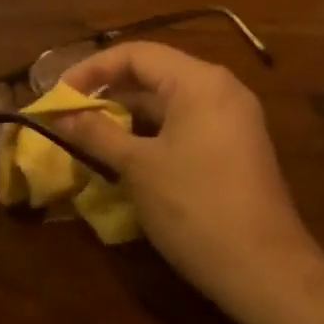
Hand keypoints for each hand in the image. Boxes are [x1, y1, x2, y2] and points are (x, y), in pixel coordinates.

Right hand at [58, 43, 322, 310]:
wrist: (265, 269)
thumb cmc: (195, 207)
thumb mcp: (139, 168)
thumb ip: (97, 134)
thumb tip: (61, 116)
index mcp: (200, 81)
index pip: (136, 54)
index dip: (92, 70)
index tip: (58, 94)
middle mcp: (221, 89)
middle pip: (154, 74)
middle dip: (109, 93)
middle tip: (69, 115)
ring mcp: (233, 119)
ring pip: (170, 103)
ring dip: (129, 116)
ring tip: (89, 136)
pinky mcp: (236, 147)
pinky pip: (187, 125)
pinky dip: (153, 133)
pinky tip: (125, 156)